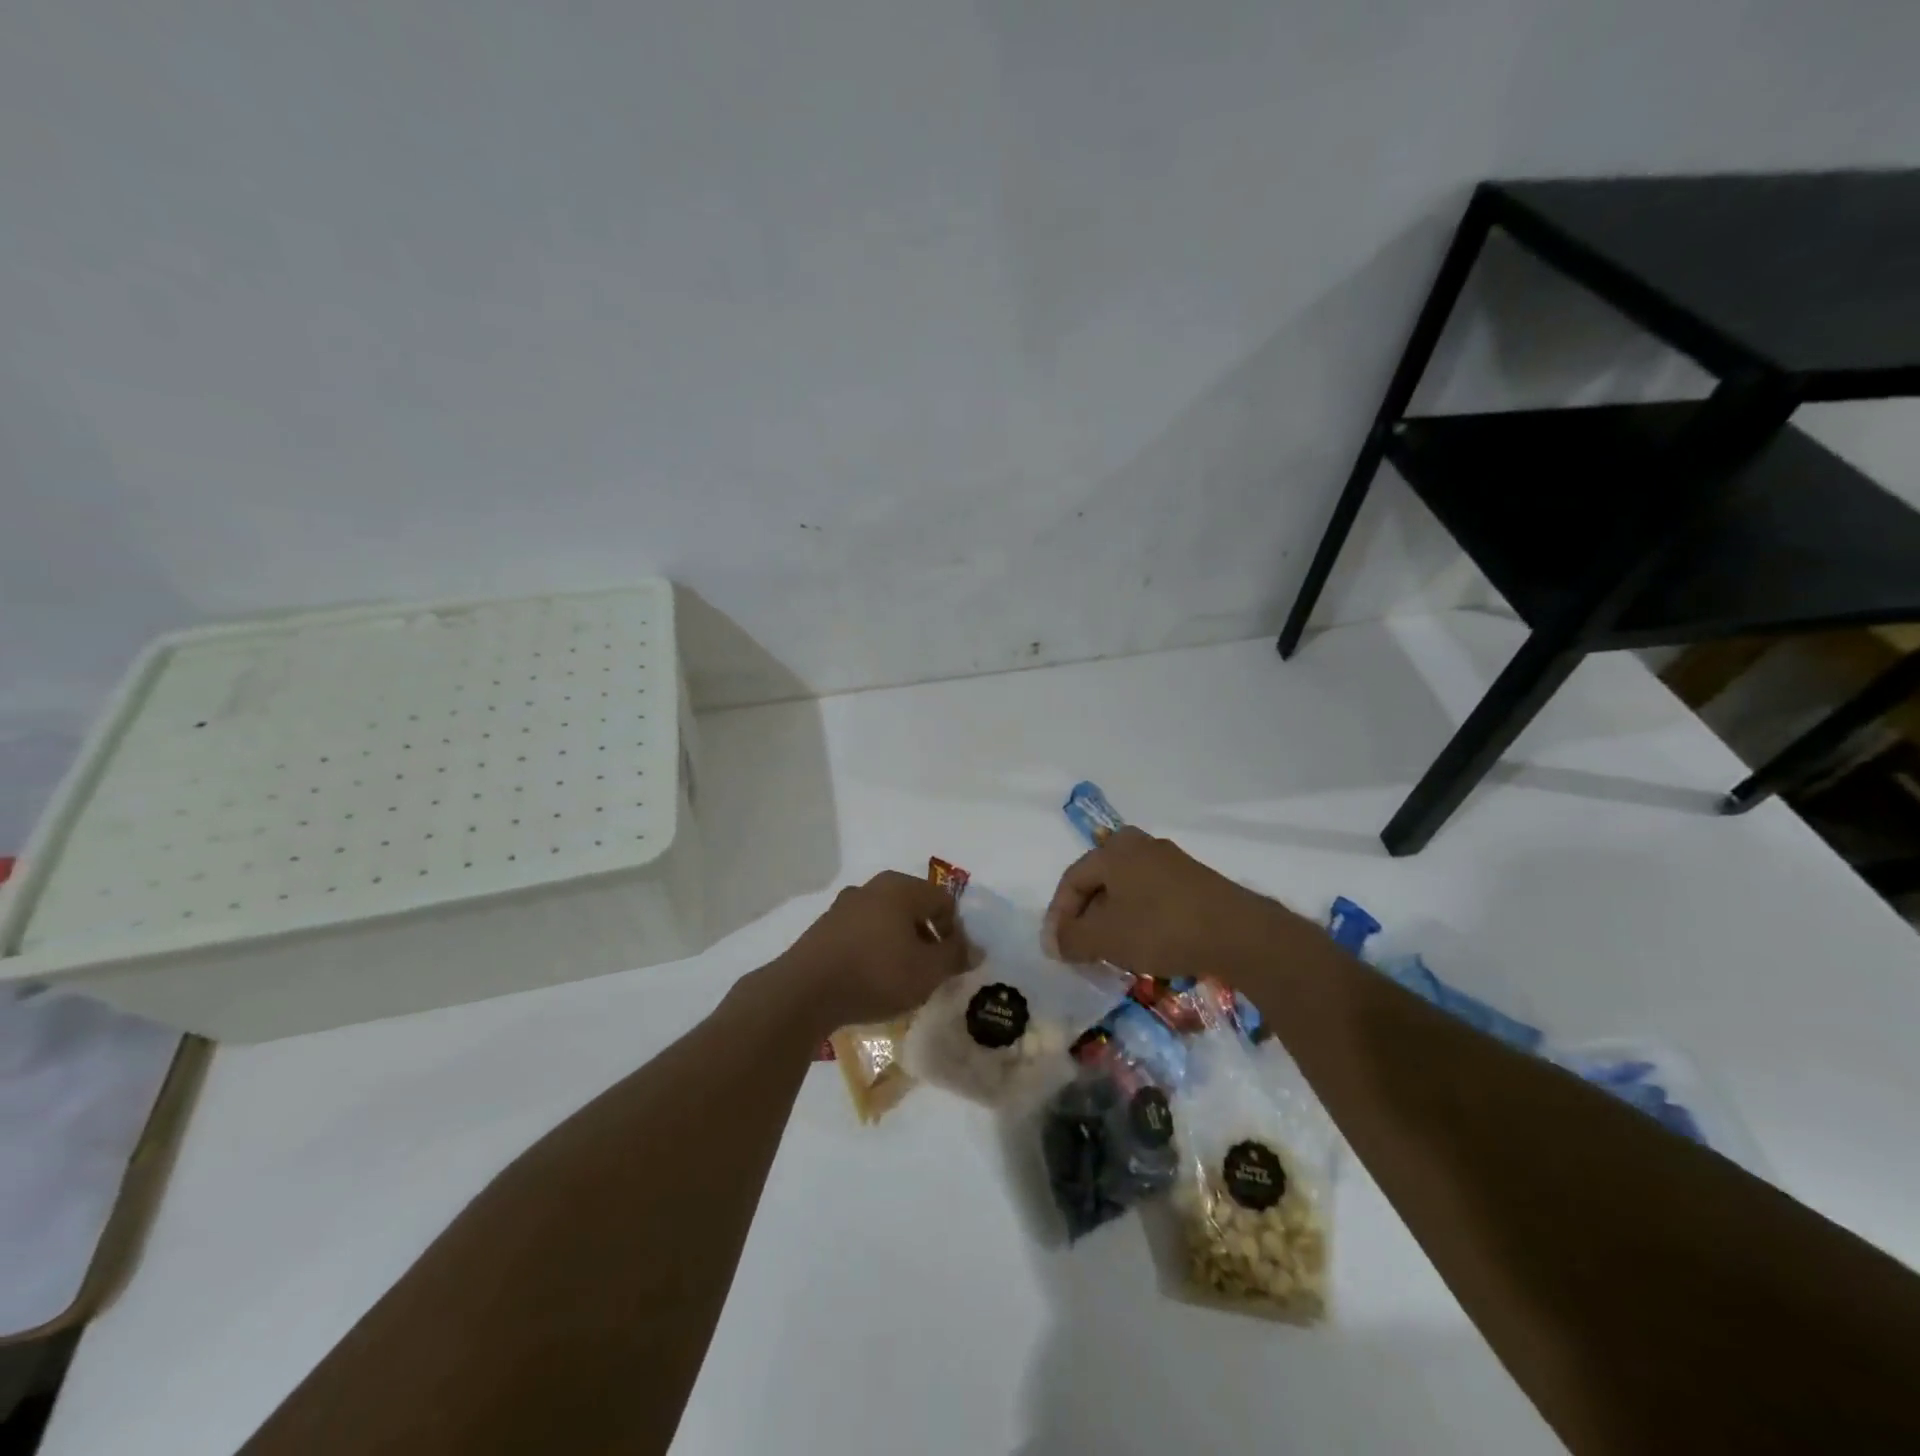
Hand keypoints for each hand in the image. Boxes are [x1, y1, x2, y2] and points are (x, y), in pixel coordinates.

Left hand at [774, 870, 969, 1032]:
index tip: (953, 963)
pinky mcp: (825, 928)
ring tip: (901, 979)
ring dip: (900, 945)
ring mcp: (844, 906)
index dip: (955, 932)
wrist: (805, 992)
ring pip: (887, 921)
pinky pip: (862, 934)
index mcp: (901, 888)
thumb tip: (975, 949)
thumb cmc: (876, 974)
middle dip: (927, 938)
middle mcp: (873, 887)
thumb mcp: (928, 971)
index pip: (944, 901)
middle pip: (914, 908)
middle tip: (930, 971)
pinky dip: (874, 951)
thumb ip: (955, 956)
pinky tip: (871, 980)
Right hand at [1042, 827, 1304, 982]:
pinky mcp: (1194, 881)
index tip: (1056, 949)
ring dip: (1112, 920)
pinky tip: (1144, 945)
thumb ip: (1071, 938)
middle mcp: (1140, 845)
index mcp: (1113, 850)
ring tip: (1110, 951)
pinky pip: (1152, 897)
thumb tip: (1055, 941)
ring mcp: (1170, 861)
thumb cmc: (1160, 927)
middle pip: (1099, 882)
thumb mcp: (1105, 937)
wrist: (1237, 933)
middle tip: (1080, 948)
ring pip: (1126, 890)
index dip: (1058, 916)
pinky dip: (1139, 919)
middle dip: (1085, 916)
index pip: (1071, 880)